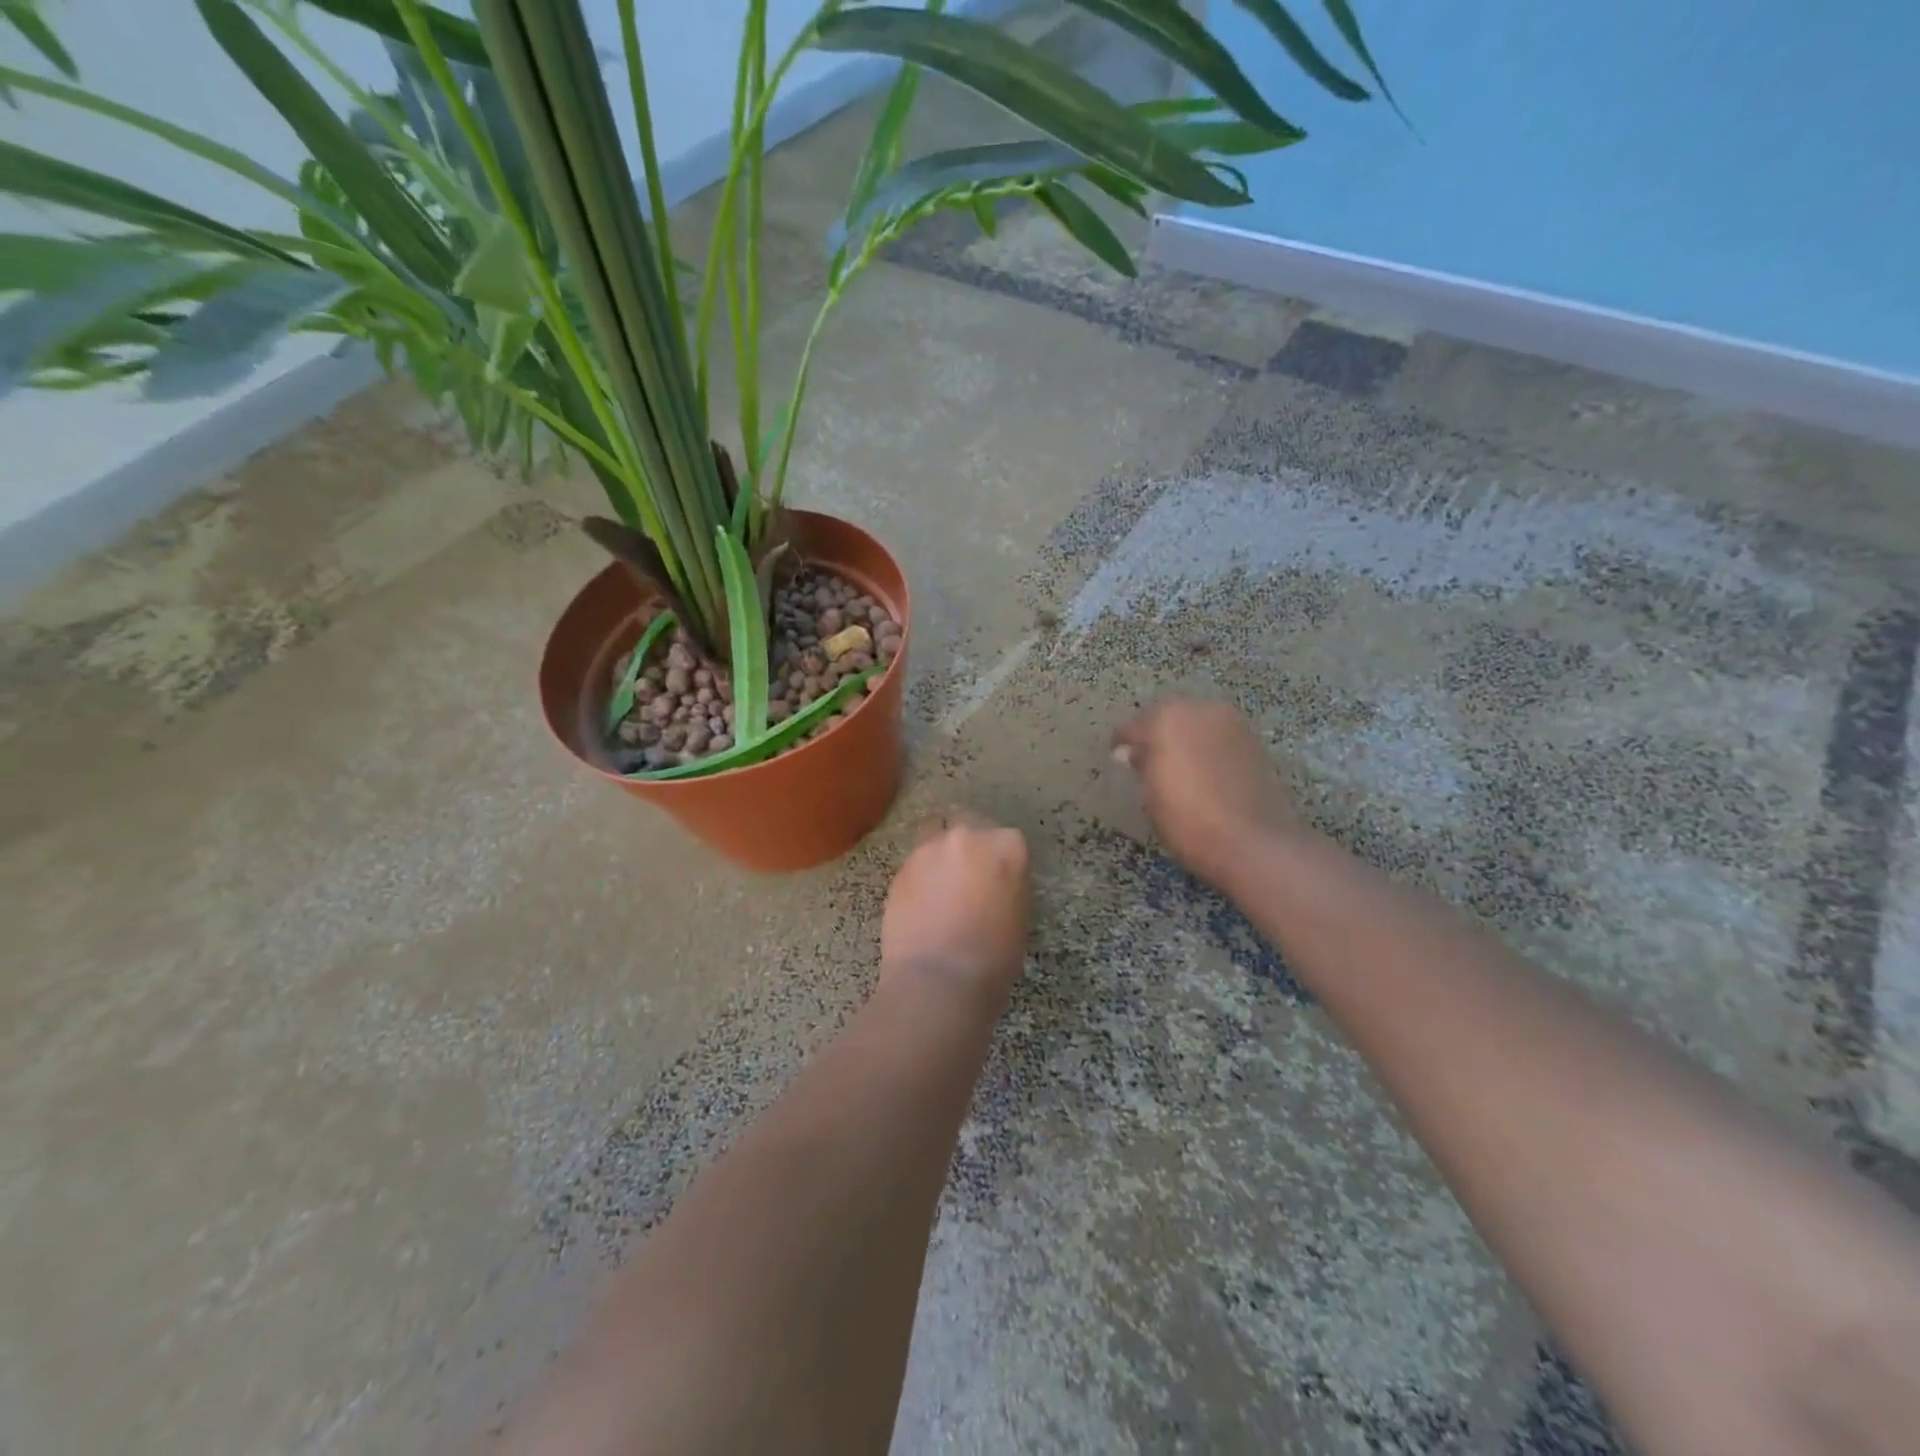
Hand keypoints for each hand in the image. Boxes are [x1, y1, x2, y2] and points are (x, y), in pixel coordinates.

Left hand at [880, 811, 1030, 1011]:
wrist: (939, 980)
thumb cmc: (994, 958)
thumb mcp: (1018, 916)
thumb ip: (1006, 884)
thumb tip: (993, 882)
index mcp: (1007, 846)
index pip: (1005, 837)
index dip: (998, 857)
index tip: (994, 876)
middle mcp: (968, 836)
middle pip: (966, 821)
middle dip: (966, 842)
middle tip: (966, 873)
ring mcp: (930, 848)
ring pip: (934, 832)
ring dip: (939, 851)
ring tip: (938, 883)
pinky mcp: (901, 867)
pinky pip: (914, 861)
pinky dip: (919, 874)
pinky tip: (920, 901)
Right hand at [1112, 698, 1310, 891]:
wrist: (1255, 844)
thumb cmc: (1189, 819)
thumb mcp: (1150, 795)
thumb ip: (1140, 764)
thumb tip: (1132, 752)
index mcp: (1167, 718)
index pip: (1132, 726)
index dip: (1122, 744)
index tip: (1117, 761)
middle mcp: (1201, 709)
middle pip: (1168, 718)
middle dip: (1156, 737)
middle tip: (1147, 765)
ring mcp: (1233, 723)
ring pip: (1197, 726)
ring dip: (1185, 741)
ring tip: (1177, 771)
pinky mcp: (1255, 742)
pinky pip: (1219, 739)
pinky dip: (1208, 750)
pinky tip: (1204, 775)